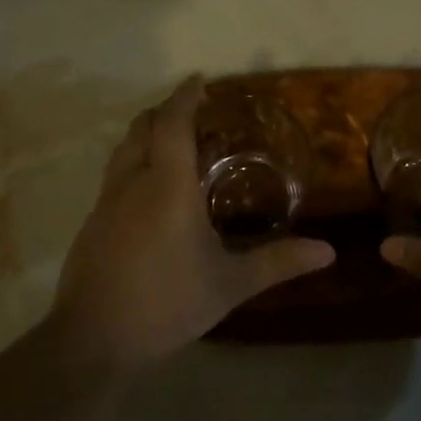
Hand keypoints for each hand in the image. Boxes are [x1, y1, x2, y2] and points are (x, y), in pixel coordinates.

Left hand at [48, 77, 334, 370]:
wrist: (93, 340)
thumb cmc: (167, 303)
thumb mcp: (230, 285)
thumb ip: (277, 262)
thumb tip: (328, 251)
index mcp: (167, 185)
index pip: (173, 122)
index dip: (184, 97)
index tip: (199, 81)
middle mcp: (133, 182)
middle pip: (142, 127)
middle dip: (165, 111)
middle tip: (193, 114)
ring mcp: (106, 202)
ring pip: (123, 149)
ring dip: (146, 135)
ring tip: (173, 145)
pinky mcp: (92, 223)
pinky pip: (114, 175)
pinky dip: (134, 163)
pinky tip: (150, 193)